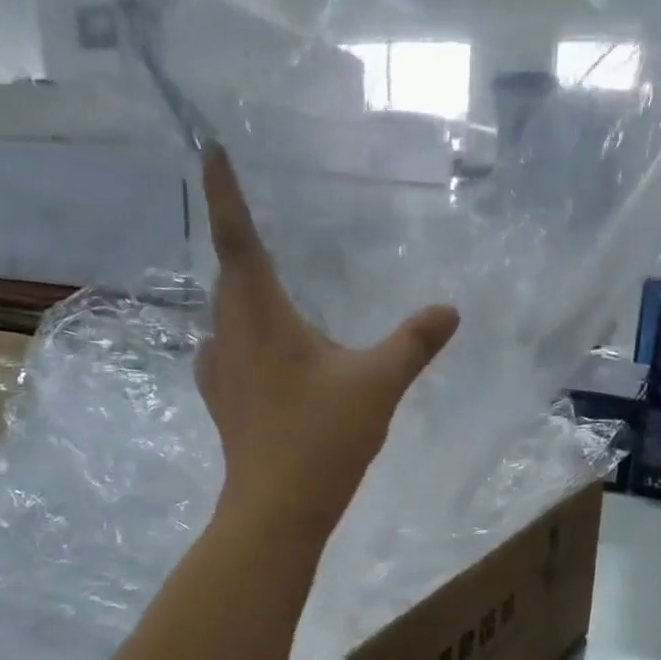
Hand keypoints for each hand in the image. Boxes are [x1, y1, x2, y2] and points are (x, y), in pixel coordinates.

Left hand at [196, 145, 457, 540]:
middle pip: (228, 274)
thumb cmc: (322, 437)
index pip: (237, 238)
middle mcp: (229, 332)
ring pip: (226, 313)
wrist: (276, 509)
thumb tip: (451, 309)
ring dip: (243, 292)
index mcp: (261, 314)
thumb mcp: (378, 384)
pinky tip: (269, 350)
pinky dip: (246, 333)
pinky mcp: (222, 400)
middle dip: (239, 241)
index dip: (223, 192)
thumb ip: (414, 342)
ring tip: (272, 284)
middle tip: (256, 217)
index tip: (209, 149)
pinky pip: (229, 347)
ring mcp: (220, 369)